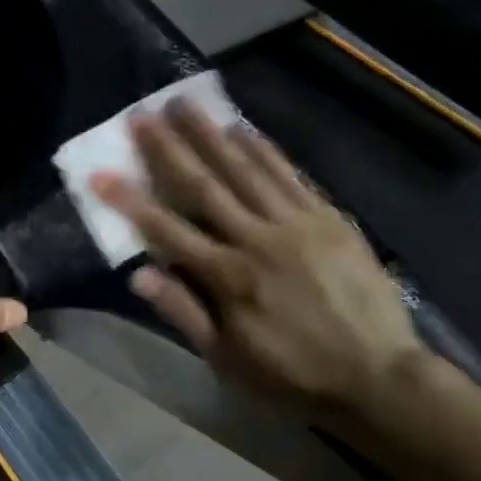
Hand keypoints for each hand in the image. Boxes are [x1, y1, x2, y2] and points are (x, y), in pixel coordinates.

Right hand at [92, 102, 423, 412]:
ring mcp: (296, 223)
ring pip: (245, 169)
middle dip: (168, 148)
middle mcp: (257, 239)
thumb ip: (183, 313)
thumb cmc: (294, 376)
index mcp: (228, 277)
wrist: (379, 376)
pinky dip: (264, 149)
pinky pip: (290, 174)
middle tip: (141, 114)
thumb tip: (138, 274)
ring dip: (211, 134)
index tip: (100, 172)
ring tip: (185, 104)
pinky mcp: (328, 217)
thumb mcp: (228, 360)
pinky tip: (243, 128)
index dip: (129, 200)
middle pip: (204, 185)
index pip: (166, 229)